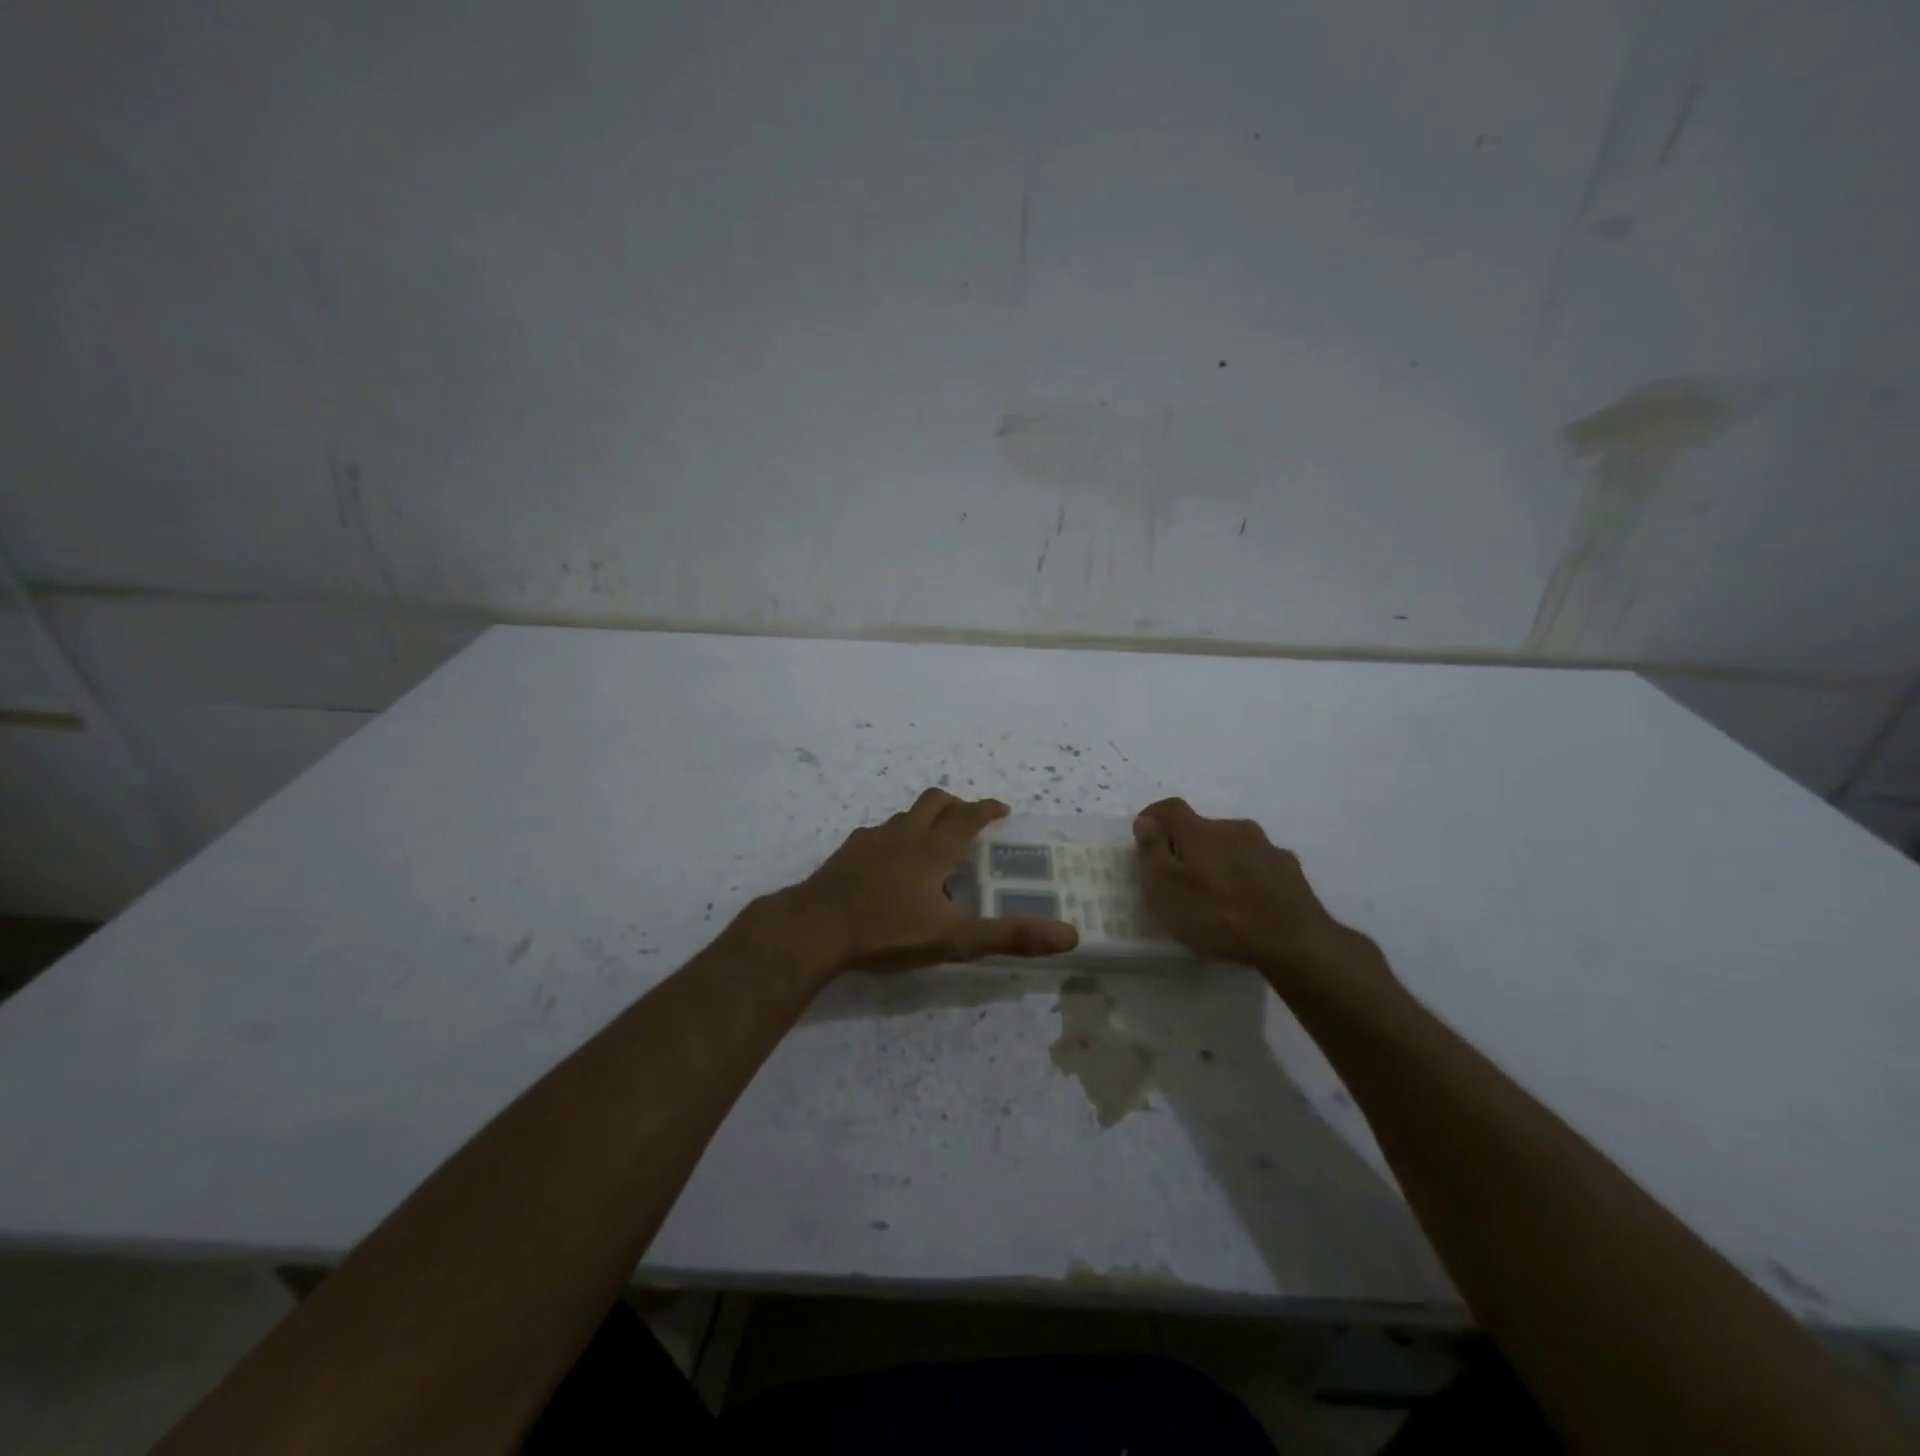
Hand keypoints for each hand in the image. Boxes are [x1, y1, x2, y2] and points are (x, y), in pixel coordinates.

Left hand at [777, 789, 1079, 974]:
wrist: (815, 928)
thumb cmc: (888, 931)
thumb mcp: (954, 939)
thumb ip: (1009, 936)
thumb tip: (1068, 934)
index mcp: (932, 849)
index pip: (967, 816)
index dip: (987, 809)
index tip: (1001, 809)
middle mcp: (903, 834)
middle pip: (934, 801)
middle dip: (956, 804)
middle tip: (969, 820)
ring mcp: (870, 840)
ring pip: (904, 815)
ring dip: (923, 819)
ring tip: (931, 844)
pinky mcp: (845, 853)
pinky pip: (877, 833)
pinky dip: (893, 838)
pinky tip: (888, 864)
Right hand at [1132, 798, 1392, 997]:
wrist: (1293, 941)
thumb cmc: (1217, 915)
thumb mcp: (1165, 889)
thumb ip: (1152, 851)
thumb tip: (1146, 821)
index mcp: (1199, 831)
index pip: (1170, 808)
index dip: (1153, 818)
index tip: (1144, 838)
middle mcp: (1234, 828)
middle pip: (1202, 827)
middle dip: (1187, 845)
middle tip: (1180, 878)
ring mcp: (1266, 847)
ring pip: (1232, 845)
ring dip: (1219, 860)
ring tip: (1216, 894)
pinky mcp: (1290, 869)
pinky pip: (1258, 864)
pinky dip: (1246, 875)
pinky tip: (1248, 902)